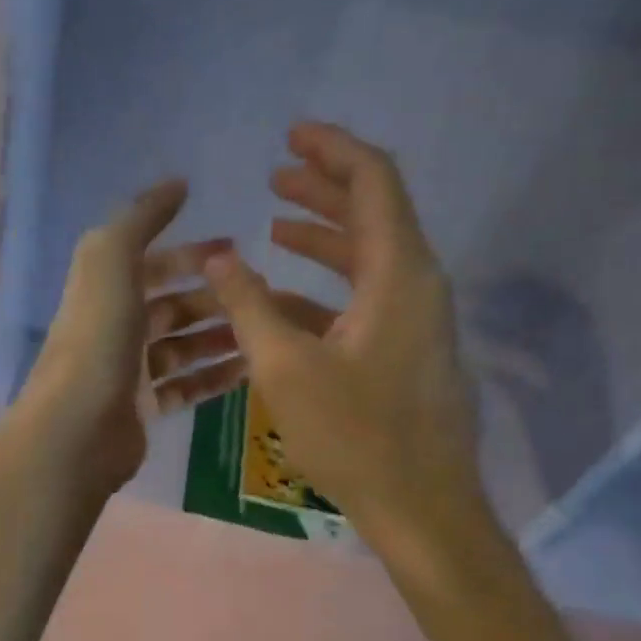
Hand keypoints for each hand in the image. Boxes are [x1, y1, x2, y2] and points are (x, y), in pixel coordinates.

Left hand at [18, 179, 242, 494]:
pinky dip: (213, 377)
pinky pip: (185, 386)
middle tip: (261, 299)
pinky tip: (248, 370)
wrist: (77, 428)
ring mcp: (129, 370)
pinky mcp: (142, 408)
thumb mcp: (112, 261)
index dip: (192, 253)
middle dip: (214, 299)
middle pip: (172, 306)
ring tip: (262, 333)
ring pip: (182, 347)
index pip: (153, 262)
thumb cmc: (98, 339)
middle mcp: (115, 326)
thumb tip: (178, 184)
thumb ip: (141, 218)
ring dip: (220, 337)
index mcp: (105, 289)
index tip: (237, 249)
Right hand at [204, 123, 481, 528]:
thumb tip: (220, 257)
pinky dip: (328, 286)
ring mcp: (416, 320)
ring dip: (324, 237)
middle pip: (374, 213)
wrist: (420, 506)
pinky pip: (366, 299)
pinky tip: (286, 296)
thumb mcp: (286, 368)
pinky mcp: (406, 351)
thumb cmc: (354, 435)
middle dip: (324, 188)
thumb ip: (249, 305)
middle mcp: (416, 284)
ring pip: (368, 258)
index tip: (291, 134)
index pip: (373, 182)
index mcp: (399, 273)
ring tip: (275, 225)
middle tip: (277, 173)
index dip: (332, 150)